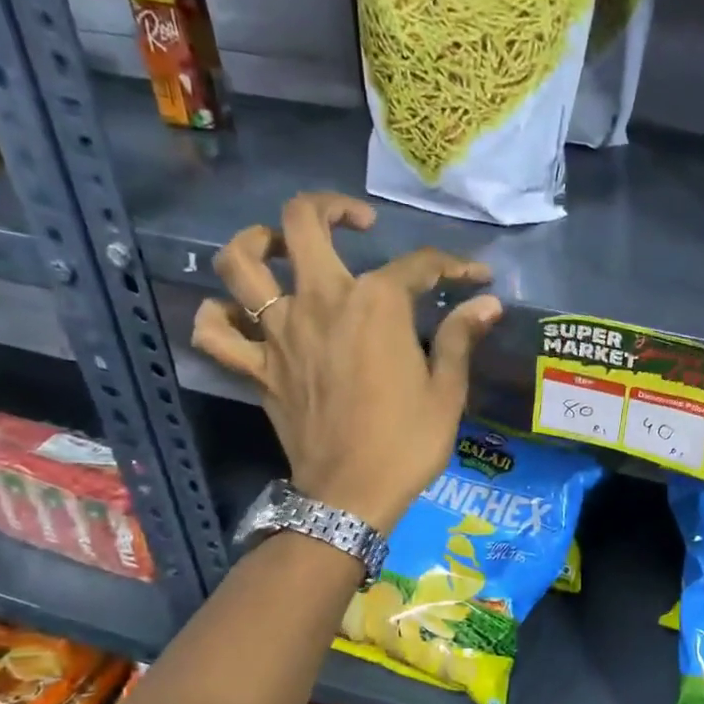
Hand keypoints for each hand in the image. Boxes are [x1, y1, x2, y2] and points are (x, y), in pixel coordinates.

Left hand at [191, 193, 501, 533]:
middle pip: (301, 222)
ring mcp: (278, 333)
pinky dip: (219, 317)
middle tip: (355, 223)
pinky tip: (238, 316)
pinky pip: (216, 332)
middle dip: (330, 207)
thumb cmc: (407, 443)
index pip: (417, 265)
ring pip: (240, 263)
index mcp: (375, 304)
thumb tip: (487, 302)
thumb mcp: (447, 392)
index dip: (452, 265)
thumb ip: (460, 338)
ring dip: (257, 242)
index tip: (474, 277)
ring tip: (280, 248)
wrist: (352, 496)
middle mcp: (320, 302)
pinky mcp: (256, 368)